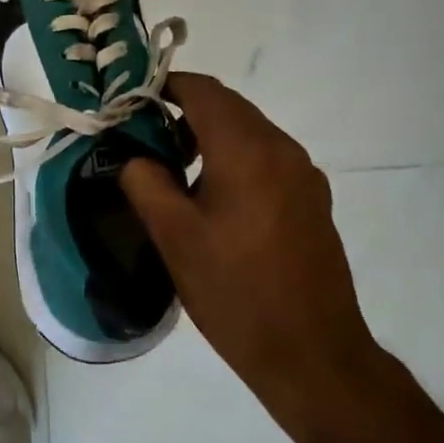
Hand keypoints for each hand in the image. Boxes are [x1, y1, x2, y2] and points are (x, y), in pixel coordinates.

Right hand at [119, 73, 384, 435]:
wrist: (314, 356)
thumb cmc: (235, 292)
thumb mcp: (174, 236)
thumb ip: (145, 181)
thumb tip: (134, 156)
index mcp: (247, 150)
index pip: (201, 90)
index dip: (163, 86)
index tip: (129, 102)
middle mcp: (282, 149)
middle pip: (227, 106)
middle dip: (183, 110)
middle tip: (143, 136)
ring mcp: (303, 175)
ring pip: (247, 131)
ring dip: (208, 135)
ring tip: (172, 169)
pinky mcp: (312, 200)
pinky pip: (265, 158)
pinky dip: (233, 157)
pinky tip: (212, 198)